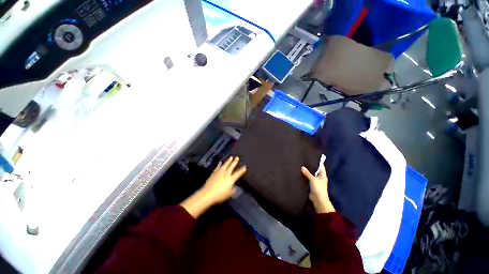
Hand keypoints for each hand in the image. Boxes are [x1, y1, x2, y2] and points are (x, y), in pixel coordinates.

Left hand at [181, 156, 245, 217]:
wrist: (208, 193)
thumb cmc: (220, 195)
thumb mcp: (229, 194)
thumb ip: (233, 190)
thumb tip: (236, 187)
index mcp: (231, 179)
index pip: (238, 174)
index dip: (242, 170)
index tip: (245, 167)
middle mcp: (226, 174)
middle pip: (231, 167)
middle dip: (235, 162)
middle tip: (237, 157)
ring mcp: (220, 172)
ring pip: (225, 165)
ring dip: (228, 161)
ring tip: (231, 157)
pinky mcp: (214, 173)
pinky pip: (217, 167)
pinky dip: (219, 164)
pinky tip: (220, 162)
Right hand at [301, 164, 334, 213]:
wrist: (318, 200)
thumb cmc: (318, 189)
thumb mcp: (313, 179)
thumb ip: (307, 173)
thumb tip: (302, 167)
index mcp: (323, 176)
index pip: (321, 168)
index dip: (319, 163)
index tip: (314, 158)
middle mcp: (319, 178)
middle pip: (315, 171)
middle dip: (311, 167)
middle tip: (305, 161)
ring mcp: (315, 182)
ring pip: (310, 175)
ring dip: (307, 172)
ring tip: (301, 166)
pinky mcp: (311, 186)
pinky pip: (307, 180)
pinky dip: (304, 177)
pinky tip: (300, 174)